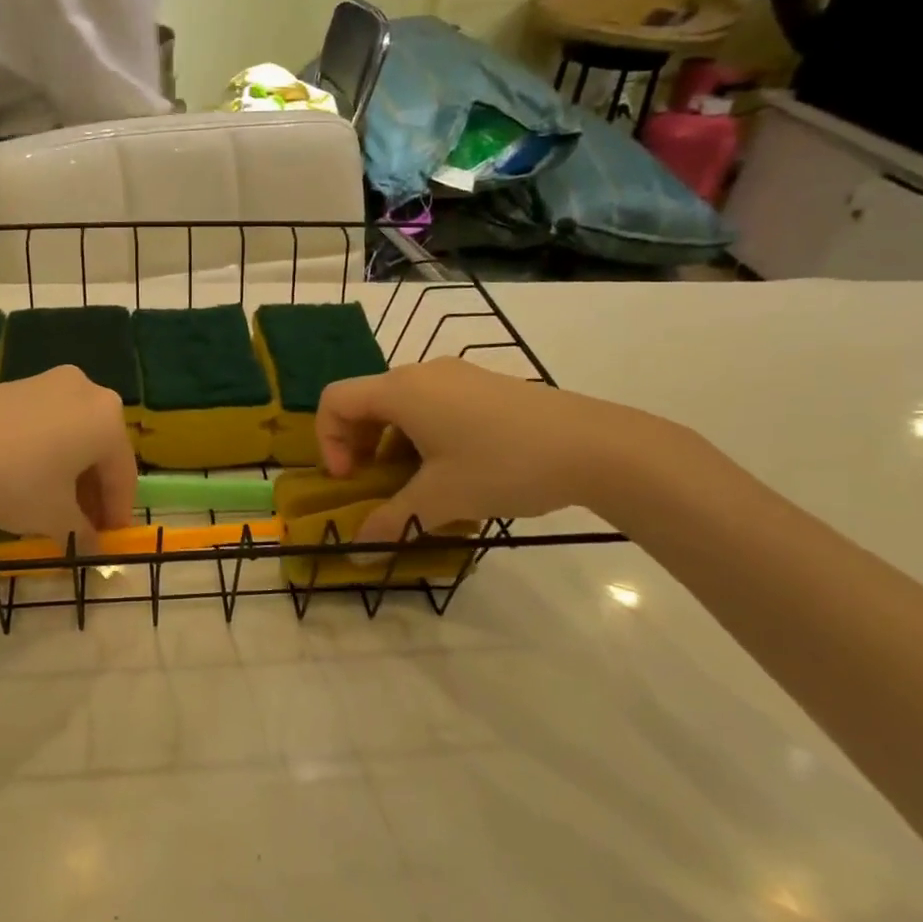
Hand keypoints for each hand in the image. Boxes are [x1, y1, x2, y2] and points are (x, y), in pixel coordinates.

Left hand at [0, 367, 136, 545]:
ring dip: (70, 471)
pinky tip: (26, 478)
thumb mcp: (54, 517)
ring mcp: (47, 382)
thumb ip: (82, 531)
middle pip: (99, 449)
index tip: (110, 540)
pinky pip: (45, 422)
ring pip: (72, 434)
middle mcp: (86, 391)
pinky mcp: (14, 384)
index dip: (118, 512)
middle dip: (93, 491)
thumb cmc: (14, 482)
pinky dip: (45, 451)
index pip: (123, 473)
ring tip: (53, 506)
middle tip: (84, 526)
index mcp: (107, 419)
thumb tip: (93, 544)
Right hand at [316, 360, 682, 540]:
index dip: (327, 441)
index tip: (350, 480)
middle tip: (375, 486)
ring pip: (402, 405)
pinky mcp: (485, 385)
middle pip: (367, 401)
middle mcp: (422, 373)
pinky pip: (433, 404)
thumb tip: (359, 548)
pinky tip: (453, 470)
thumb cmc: (503, 465)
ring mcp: (457, 375)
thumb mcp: (442, 499)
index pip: (335, 400)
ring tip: (417, 485)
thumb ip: (392, 521)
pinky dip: (423, 435)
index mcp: (401, 391)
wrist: (595, 446)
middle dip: (359, 446)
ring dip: (392, 444)